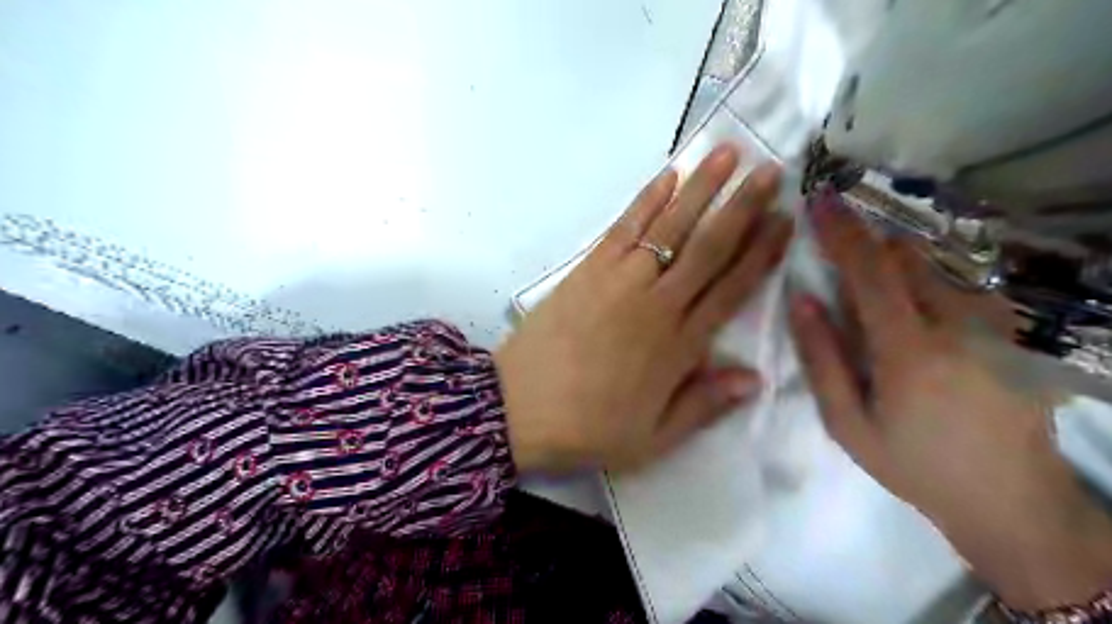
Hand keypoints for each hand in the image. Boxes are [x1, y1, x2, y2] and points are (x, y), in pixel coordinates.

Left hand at [496, 145, 790, 472]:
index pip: (731, 289)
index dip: (761, 253)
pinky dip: (646, 200)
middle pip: (708, 247)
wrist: (518, 410)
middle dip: (742, 206)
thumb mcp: (653, 438)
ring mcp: (619, 281)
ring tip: (727, 153)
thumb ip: (704, 405)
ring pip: (670, 227)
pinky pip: (624, 228)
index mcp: (679, 346)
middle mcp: (656, 304)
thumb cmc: (588, 428)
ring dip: (701, 188)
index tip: (785, 221)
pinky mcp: (587, 270)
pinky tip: (667, 177)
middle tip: (771, 170)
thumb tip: (756, 378)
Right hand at [789, 200, 1111, 613]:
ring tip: (868, 263)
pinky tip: (912, 295)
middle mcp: (959, 326)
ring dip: (896, 255)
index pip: (870, 273)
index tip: (819, 200)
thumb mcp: (847, 423)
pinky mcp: (1013, 332)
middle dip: (867, 238)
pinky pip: (962, 283)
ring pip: (938, 265)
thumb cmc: (913, 464)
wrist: (1011, 500)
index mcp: (909, 351)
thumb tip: (801, 299)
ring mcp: (995, 326)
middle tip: (835, 230)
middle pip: (908, 257)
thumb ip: (821, 358)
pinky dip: (928, 275)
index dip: (842, 233)